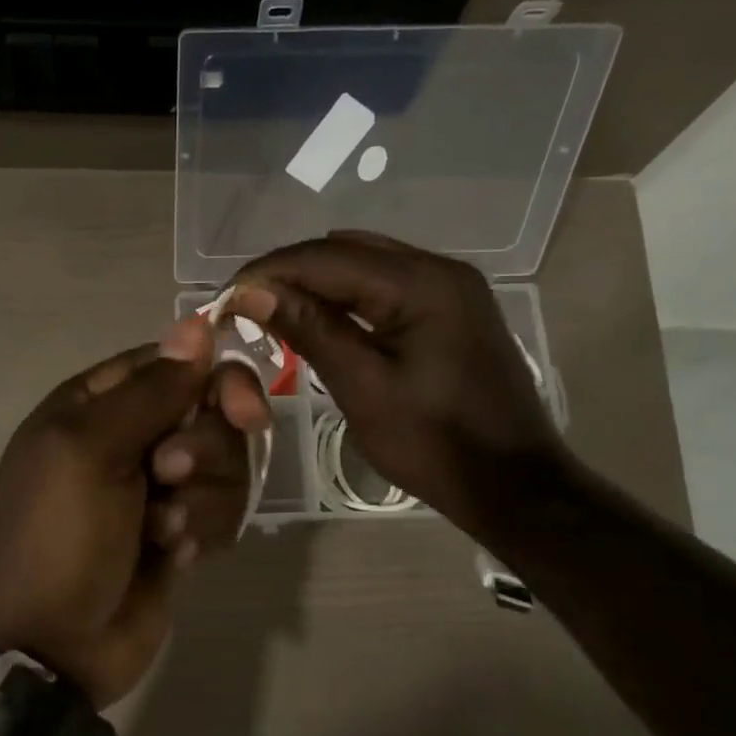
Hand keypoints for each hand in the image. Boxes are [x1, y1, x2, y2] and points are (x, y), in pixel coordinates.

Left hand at [0, 317, 268, 709]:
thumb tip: (197, 324)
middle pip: (208, 412)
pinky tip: (174, 559)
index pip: (174, 363)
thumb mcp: (90, 451)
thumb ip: (149, 390)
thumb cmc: (59, 537)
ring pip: (223, 464)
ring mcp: (156, 487)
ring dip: (202, 501)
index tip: (241, 410)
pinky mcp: (180, 531)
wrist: (53, 645)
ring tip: (164, 533)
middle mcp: (128, 437)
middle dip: (203, 449)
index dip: (213, 379)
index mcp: (95, 405)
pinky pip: (221, 510)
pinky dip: (203, 533)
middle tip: (170, 476)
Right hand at [227, 231, 571, 540]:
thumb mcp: (362, 387)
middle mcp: (440, 269)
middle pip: (346, 251)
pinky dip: (347, 297)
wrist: (512, 484)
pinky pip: (387, 287)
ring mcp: (451, 288)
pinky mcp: (452, 311)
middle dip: (289, 272)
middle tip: (243, 305)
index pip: (326, 257)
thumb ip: (309, 330)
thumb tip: (251, 291)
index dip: (269, 271)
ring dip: (316, 282)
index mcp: (421, 283)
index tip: (223, 296)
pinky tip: (319, 319)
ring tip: (271, 311)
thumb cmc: (433, 443)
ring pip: (366, 266)